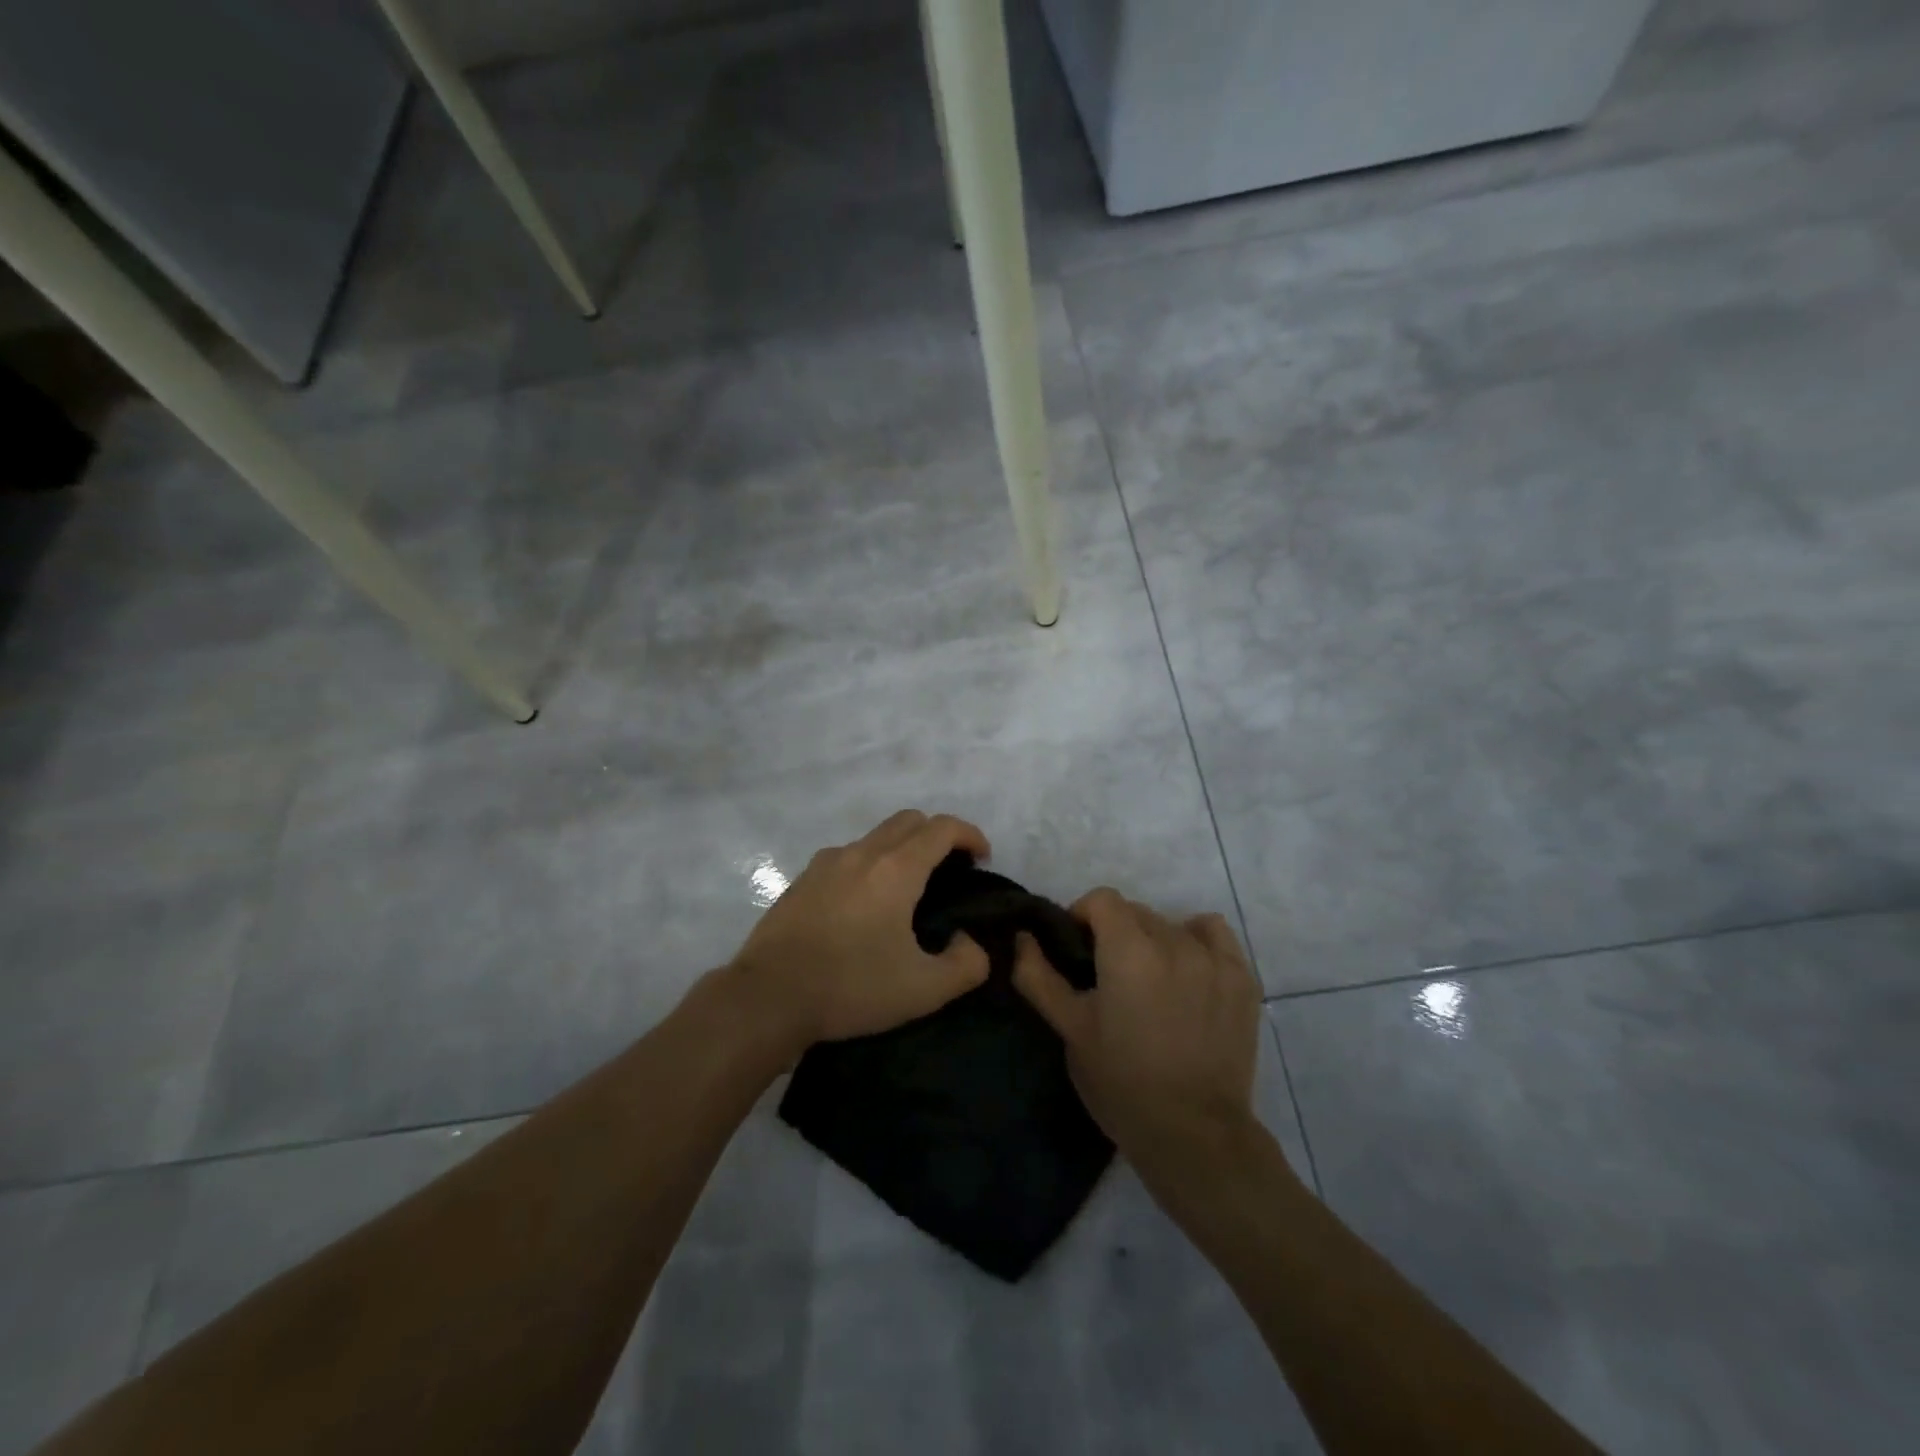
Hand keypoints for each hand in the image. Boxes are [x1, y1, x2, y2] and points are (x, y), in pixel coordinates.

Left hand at [729, 810, 991, 1054]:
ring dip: (902, 848)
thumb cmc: (851, 987)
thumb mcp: (923, 990)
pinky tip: (864, 905)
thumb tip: (970, 943)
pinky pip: (847, 856)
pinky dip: (870, 864)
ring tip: (908, 889)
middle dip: (938, 835)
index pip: (942, 828)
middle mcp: (862, 853)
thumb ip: (966, 965)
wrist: (768, 997)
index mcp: (896, 869)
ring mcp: (827, 863)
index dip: (970, 835)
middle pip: (909, 821)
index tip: (982, 858)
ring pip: (876, 836)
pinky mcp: (803, 880)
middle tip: (951, 870)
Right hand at [1013, 890, 1262, 1185]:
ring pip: (1171, 924)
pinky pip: (1213, 934)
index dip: (1082, 916)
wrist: (1194, 1135)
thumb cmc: (1121, 1083)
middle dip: (1116, 933)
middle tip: (1109, 977)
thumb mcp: (1070, 1030)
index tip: (1078, 951)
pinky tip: (1187, 970)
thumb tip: (1023, 936)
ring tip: (1151, 982)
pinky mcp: (1242, 978)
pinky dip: (1195, 940)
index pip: (1102, 899)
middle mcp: (1174, 942)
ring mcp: (1213, 959)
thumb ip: (1039, 976)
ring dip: (1153, 940)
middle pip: (1135, 912)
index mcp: (1129, 951)